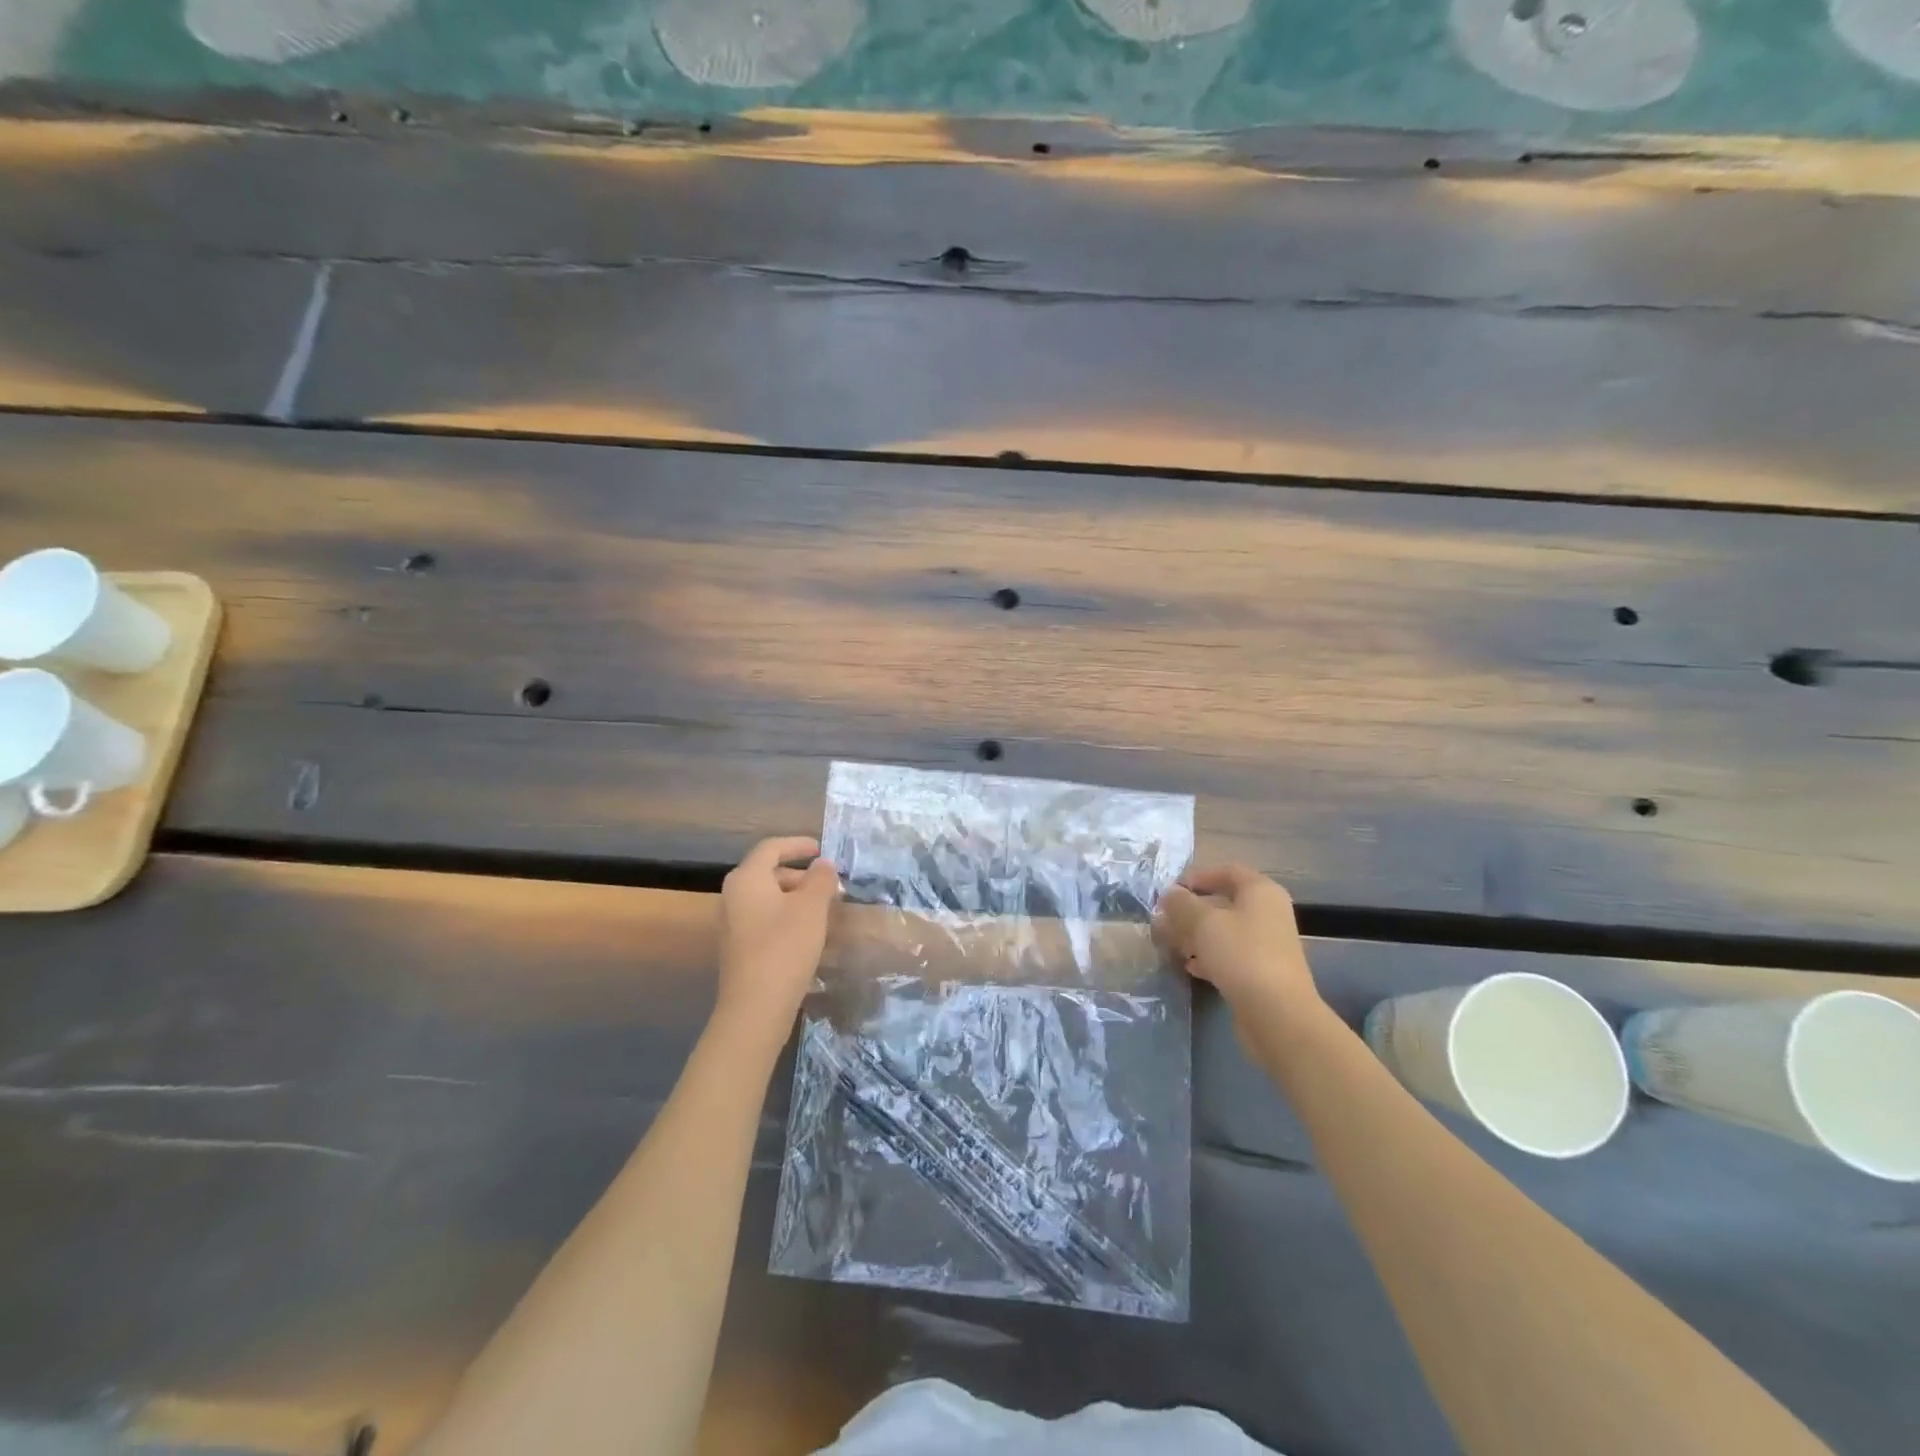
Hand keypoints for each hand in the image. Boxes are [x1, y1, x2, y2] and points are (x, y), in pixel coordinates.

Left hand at [715, 836, 840, 1037]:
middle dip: (800, 875)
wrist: (755, 1006)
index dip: (797, 844)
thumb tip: (823, 864)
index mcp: (746, 878)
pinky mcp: (737, 947)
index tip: (821, 849)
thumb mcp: (812, 907)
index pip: (771, 848)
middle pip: (768, 872)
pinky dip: (785, 916)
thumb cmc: (785, 946)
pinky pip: (763, 918)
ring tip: (823, 909)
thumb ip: (820, 879)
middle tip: (828, 884)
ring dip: (795, 897)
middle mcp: (732, 895)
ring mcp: (731, 923)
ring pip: (767, 897)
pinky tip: (807, 933)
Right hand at [1153, 864, 1318, 1012]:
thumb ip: (1182, 904)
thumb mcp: (1203, 922)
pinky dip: (1208, 957)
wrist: (1278, 1015)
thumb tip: (1170, 894)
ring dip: (1195, 935)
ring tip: (1170, 943)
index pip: (1227, 871)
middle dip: (1191, 910)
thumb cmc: (1241, 955)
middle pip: (1223, 902)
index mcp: (1260, 892)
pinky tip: (1189, 967)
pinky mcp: (1261, 973)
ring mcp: (1266, 945)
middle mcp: (1267, 913)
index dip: (1198, 876)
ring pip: (1224, 931)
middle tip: (1163, 920)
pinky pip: (1229, 956)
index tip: (1170, 889)